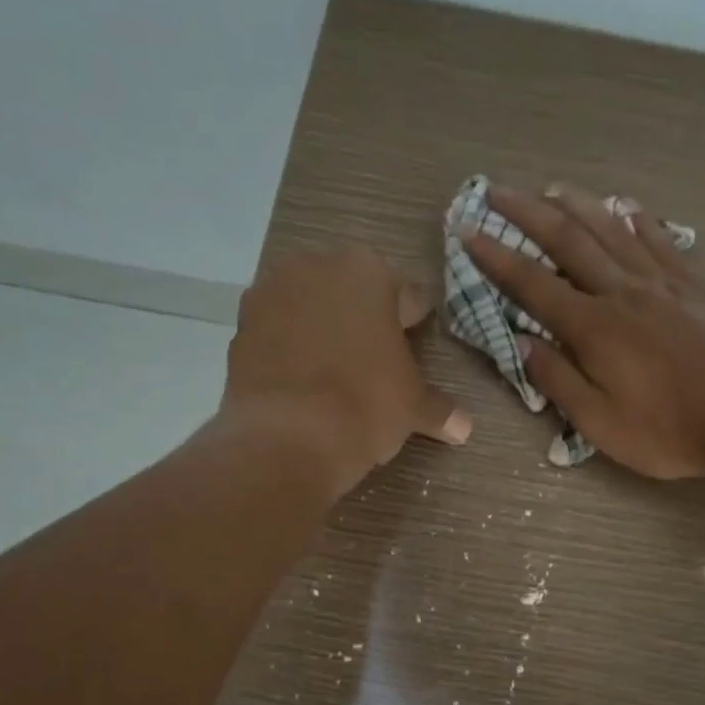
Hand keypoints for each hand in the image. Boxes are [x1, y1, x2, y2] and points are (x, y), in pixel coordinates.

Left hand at [223, 246, 469, 494]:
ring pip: (310, 305)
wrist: (286, 438)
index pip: (406, 295)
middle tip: (375, 359)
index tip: (414, 344)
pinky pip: (277, 329)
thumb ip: (439, 409)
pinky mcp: (239, 325)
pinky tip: (301, 380)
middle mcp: (317, 267)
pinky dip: (289, 346)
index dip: (413, 323)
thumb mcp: (413, 408)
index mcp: (369, 272)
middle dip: (364, 318)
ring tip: (334, 371)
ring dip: (323, 327)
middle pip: (352, 291)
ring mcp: (271, 292)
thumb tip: (464, 428)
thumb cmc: (365, 406)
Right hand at [463, 184, 704, 479]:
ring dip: (578, 204)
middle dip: (528, 213)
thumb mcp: (598, 422)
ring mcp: (661, 284)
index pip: (533, 285)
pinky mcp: (693, 287)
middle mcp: (622, 292)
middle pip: (569, 242)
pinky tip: (628, 207)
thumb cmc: (665, 429)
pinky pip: (660, 242)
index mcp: (593, 327)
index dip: (497, 258)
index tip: (469, 232)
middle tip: (498, 190)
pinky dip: (639, 220)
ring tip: (553, 187)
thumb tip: (521, 343)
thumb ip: (558, 379)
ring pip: (613, 231)